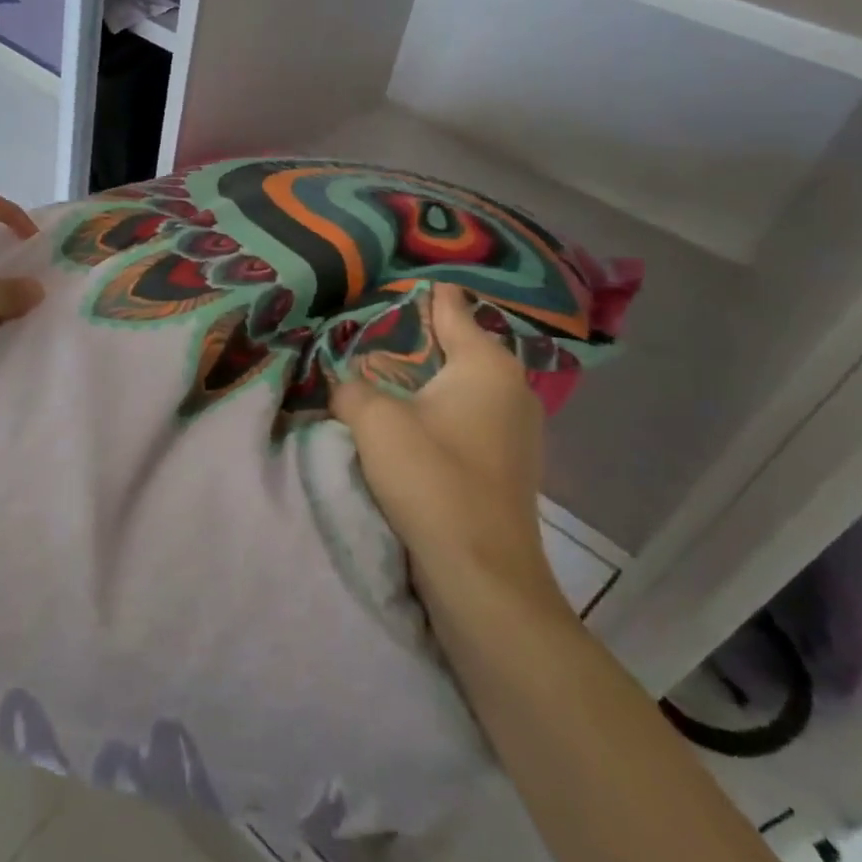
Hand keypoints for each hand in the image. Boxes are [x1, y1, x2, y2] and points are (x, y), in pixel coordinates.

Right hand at [329, 283, 567, 615]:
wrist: (483, 577)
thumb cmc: (433, 480)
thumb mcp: (374, 421)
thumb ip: (351, 387)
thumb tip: (345, 383)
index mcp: (486, 362)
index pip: (450, 305)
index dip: (416, 292)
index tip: (381, 284)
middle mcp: (510, 385)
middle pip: (455, 343)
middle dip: (411, 338)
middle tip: (365, 332)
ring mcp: (515, 427)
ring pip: (460, 382)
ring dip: (422, 378)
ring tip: (377, 374)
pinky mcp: (507, 461)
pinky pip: (466, 414)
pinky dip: (437, 409)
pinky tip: (406, 419)